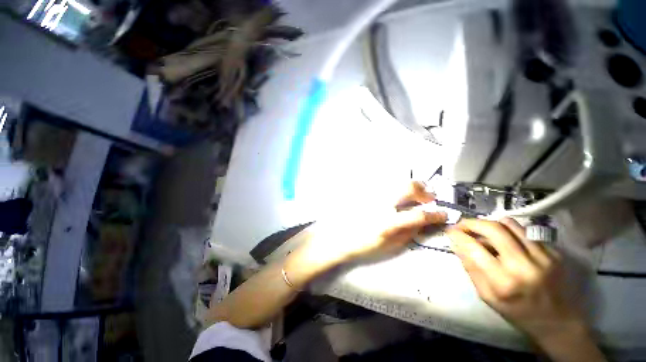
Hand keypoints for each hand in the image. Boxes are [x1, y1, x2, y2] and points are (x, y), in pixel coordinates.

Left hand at [303, 182, 447, 265]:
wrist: (339, 237)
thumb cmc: (363, 245)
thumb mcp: (390, 245)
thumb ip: (409, 232)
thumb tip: (424, 222)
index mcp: (388, 221)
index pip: (418, 215)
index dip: (435, 214)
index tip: (444, 214)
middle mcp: (381, 203)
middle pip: (408, 187)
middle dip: (423, 190)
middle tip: (429, 198)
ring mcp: (373, 195)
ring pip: (397, 182)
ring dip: (411, 186)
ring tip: (416, 195)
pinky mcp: (367, 192)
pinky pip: (385, 184)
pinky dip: (396, 187)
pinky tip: (398, 195)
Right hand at [446, 218, 584, 341]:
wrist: (558, 322)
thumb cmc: (518, 312)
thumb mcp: (487, 296)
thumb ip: (470, 269)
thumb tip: (456, 245)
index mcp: (503, 282)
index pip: (474, 248)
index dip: (458, 235)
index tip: (449, 231)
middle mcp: (524, 265)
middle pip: (493, 228)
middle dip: (472, 223)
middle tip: (462, 225)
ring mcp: (543, 256)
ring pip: (510, 224)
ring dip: (490, 223)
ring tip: (483, 230)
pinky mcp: (554, 252)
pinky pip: (525, 231)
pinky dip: (509, 231)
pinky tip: (506, 240)